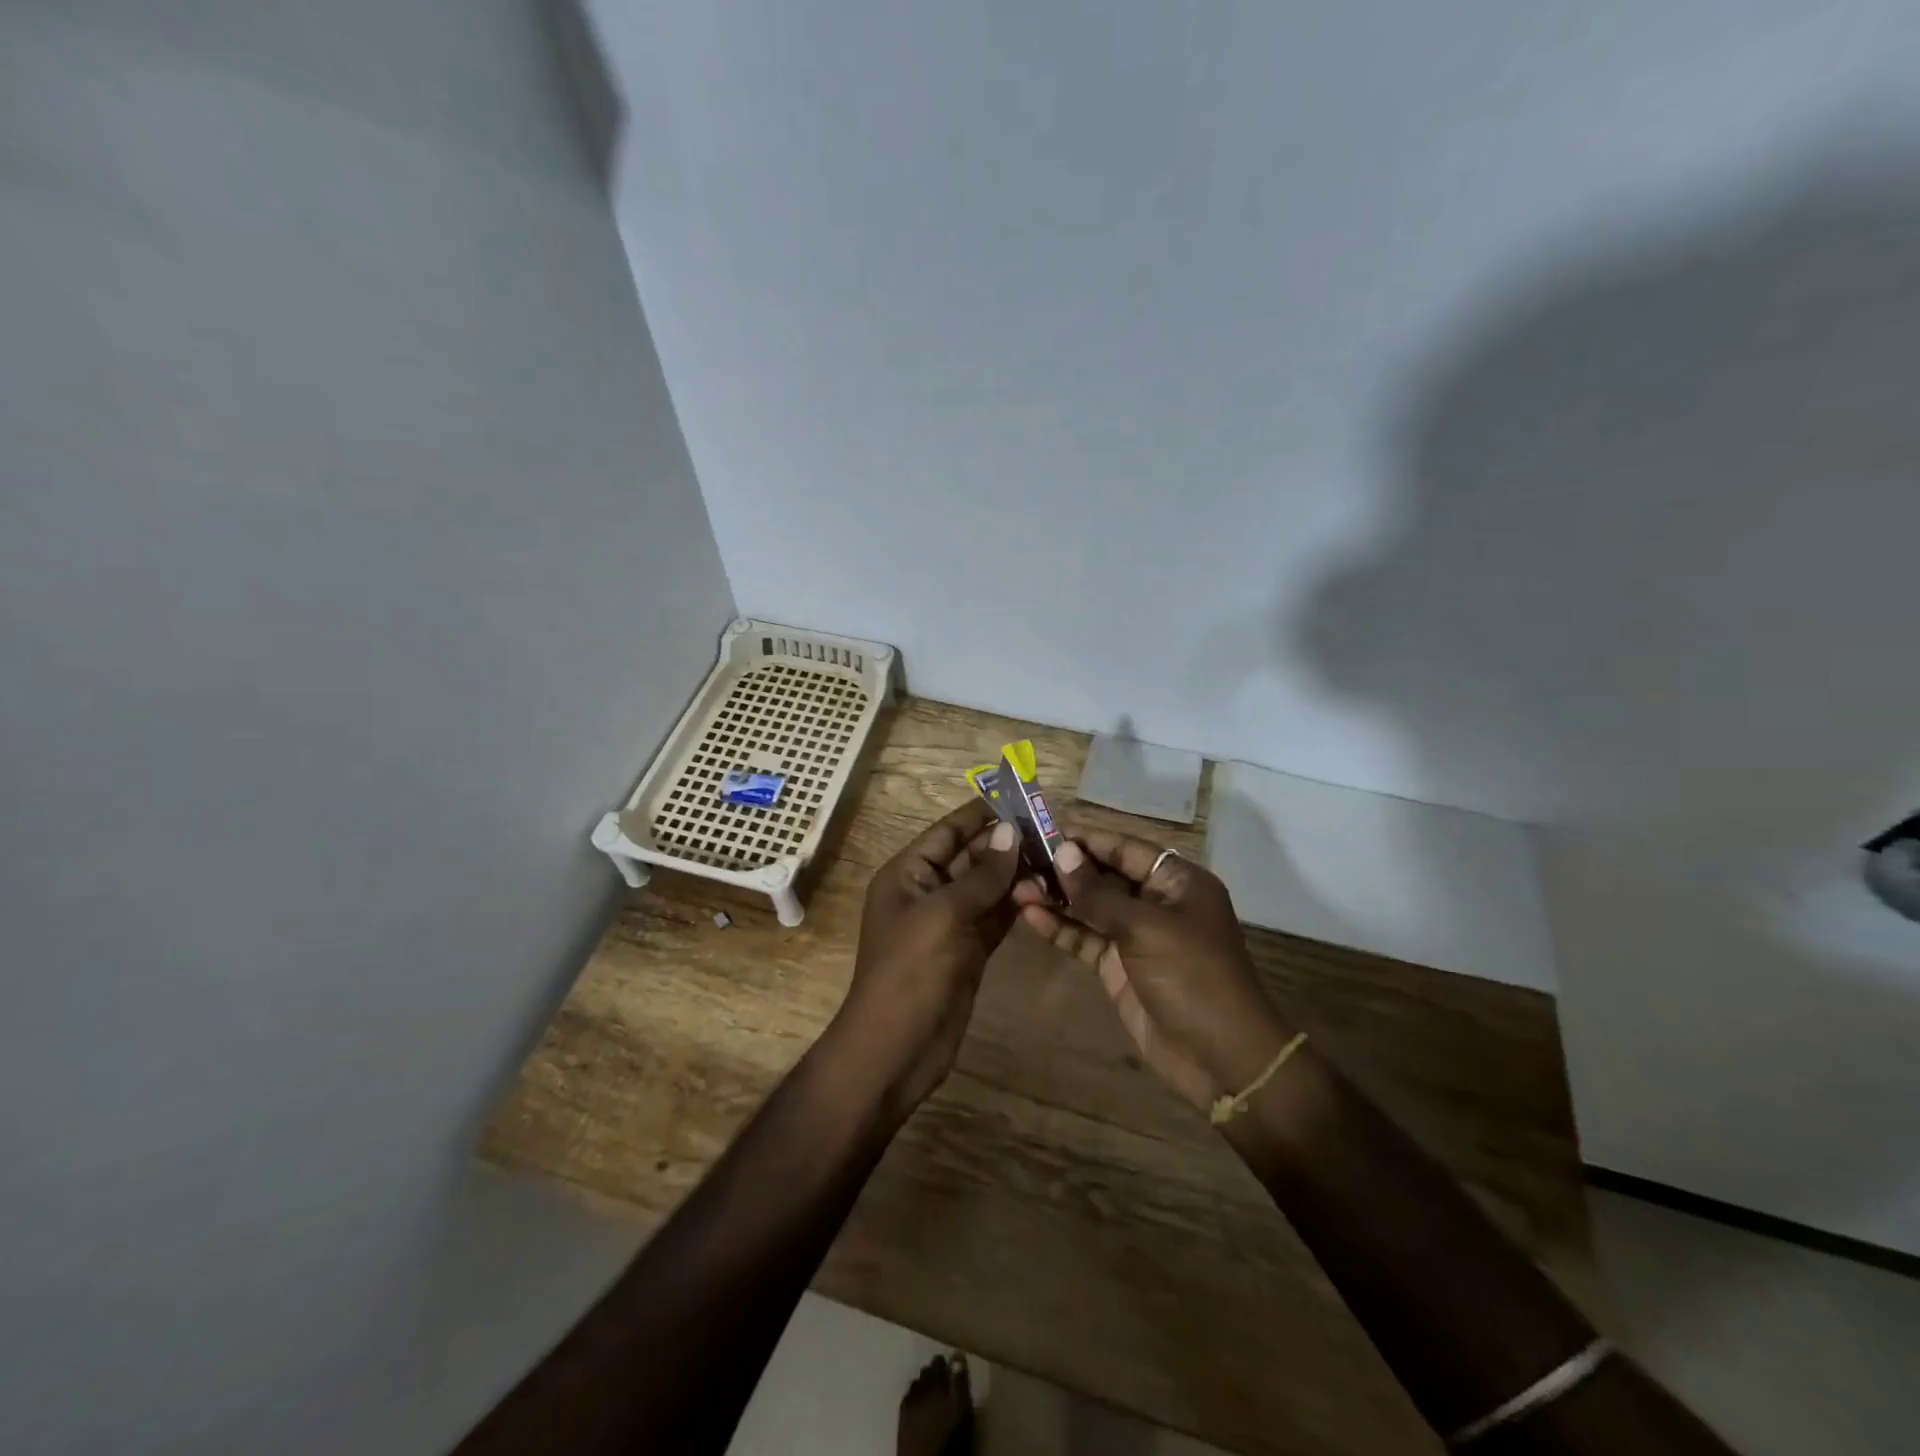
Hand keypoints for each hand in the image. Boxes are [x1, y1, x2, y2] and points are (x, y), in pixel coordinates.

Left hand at [832, 799, 1021, 1114]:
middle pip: (970, 858)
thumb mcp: (944, 915)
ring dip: (1017, 874)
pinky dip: (1017, 905)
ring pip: (987, 888)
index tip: (1018, 797)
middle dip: (1007, 844)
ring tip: (1058, 857)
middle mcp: (928, 892)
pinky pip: (995, 917)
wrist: (897, 1049)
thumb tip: (1011, 832)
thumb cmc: (910, 971)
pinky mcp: (969, 950)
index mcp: (908, 874)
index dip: (979, 814)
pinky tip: (1047, 893)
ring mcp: (950, 923)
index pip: (947, 832)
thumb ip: (981, 875)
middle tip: (1052, 829)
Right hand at [1013, 831, 1290, 1111]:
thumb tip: (1063, 853)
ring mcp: (1136, 937)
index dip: (1086, 840)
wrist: (1221, 1059)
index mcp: (1177, 882)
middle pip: (1105, 876)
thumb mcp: (1146, 929)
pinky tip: (1030, 917)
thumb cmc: (1193, 978)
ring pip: (1091, 908)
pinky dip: (1060, 929)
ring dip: (1057, 899)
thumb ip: (1099, 893)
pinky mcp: (1119, 967)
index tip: (1043, 831)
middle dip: (1065, 870)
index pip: (1125, 848)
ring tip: (1017, 889)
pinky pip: (1086, 939)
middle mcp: (1157, 903)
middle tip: (1021, 861)